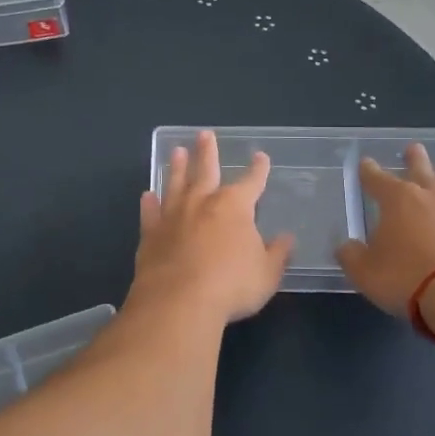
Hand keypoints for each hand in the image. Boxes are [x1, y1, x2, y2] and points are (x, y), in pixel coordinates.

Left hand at [131, 131, 293, 324]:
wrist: (179, 301)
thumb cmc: (231, 286)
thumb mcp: (267, 274)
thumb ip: (277, 254)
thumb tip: (287, 239)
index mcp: (234, 207)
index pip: (251, 182)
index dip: (258, 170)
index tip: (260, 157)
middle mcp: (202, 203)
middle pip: (205, 170)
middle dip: (207, 152)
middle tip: (204, 134)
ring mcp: (173, 216)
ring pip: (175, 184)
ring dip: (176, 167)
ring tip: (176, 152)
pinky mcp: (150, 235)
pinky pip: (150, 213)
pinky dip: (149, 203)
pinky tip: (147, 195)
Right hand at [336, 145, 434, 317]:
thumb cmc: (405, 276)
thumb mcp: (364, 271)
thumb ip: (351, 255)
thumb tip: (346, 247)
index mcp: (396, 198)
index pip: (376, 177)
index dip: (368, 171)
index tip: (365, 164)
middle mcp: (426, 195)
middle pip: (419, 168)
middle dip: (413, 159)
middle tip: (412, 149)